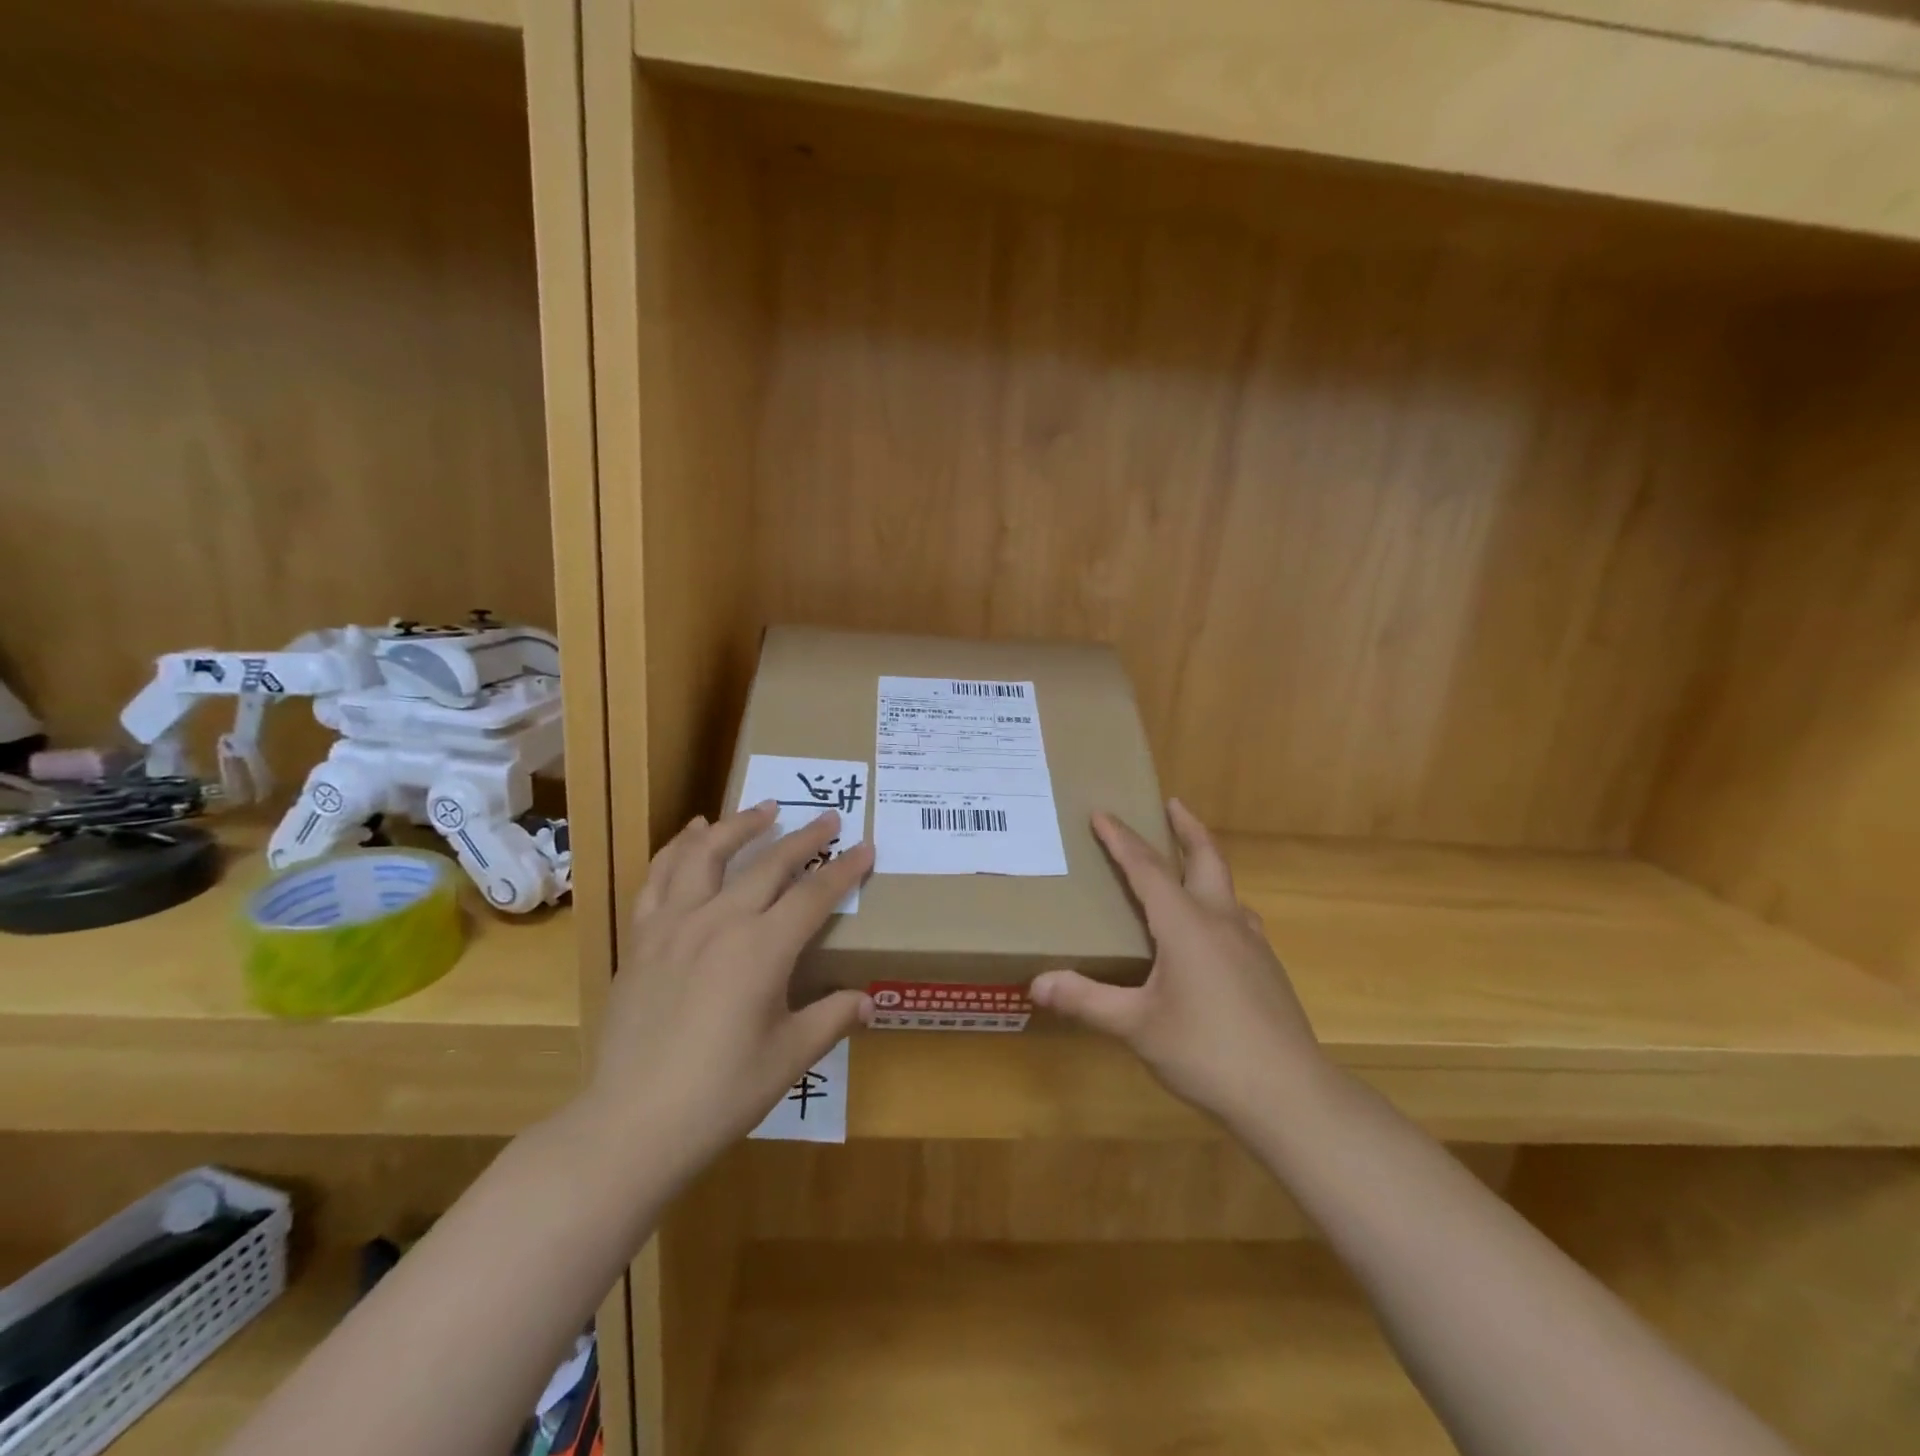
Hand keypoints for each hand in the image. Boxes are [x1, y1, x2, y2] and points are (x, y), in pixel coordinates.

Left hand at [582, 803, 873, 1178]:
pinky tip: (692, 833)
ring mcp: (675, 925)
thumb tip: (868, 1000)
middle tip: (829, 818)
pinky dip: (678, 847)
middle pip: (769, 864)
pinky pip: (660, 877)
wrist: (633, 1123)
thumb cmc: (722, 1093)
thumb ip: (832, 1018)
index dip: (844, 869)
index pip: (814, 894)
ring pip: (708, 854)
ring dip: (739, 825)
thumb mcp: (789, 1058)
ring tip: (762, 808)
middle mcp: (720, 922)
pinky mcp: (642, 938)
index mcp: (763, 949)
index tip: (866, 846)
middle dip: (804, 838)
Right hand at [1031, 799, 1326, 1128]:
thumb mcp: (1136, 1027)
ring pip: (1228, 887)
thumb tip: (1036, 984)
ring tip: (1188, 864)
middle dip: (1187, 828)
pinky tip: (1214, 931)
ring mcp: (1251, 944)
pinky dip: (1220, 903)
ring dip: (1206, 864)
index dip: (1121, 840)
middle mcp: (1222, 921)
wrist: (1290, 1095)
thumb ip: (1087, 1000)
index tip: (1102, 813)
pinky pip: (1239, 918)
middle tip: (1172, 804)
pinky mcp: (1266, 968)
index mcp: (1185, 924)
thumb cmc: (1206, 1052)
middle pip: (1206, 858)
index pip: (1147, 868)